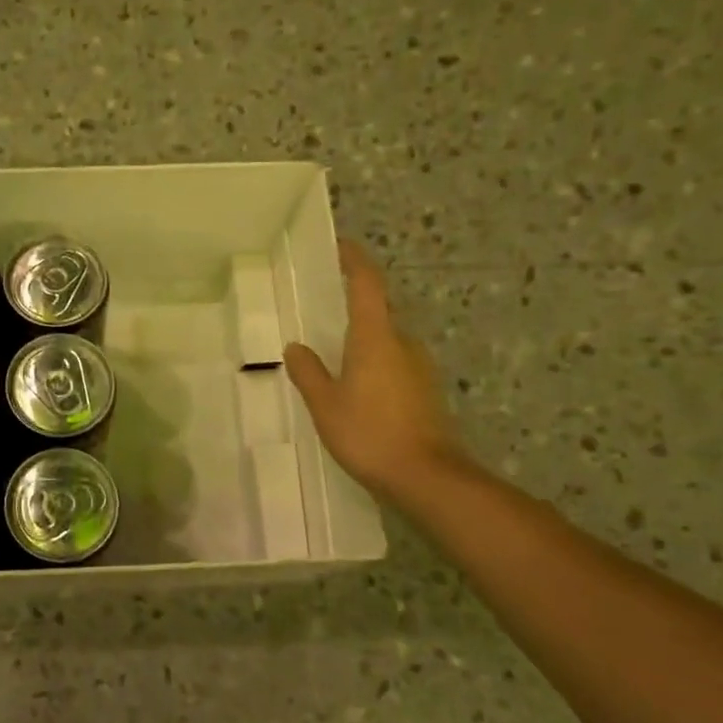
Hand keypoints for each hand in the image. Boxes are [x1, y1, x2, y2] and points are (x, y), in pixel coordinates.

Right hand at [284, 239, 466, 508]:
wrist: (425, 476)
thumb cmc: (368, 433)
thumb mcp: (325, 405)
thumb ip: (308, 373)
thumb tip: (296, 348)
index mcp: (375, 337)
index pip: (367, 285)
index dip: (354, 261)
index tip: (340, 246)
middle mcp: (403, 344)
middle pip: (378, 313)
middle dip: (354, 308)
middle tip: (323, 314)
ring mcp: (420, 368)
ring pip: (387, 342)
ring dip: (364, 342)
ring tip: (335, 358)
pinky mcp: (426, 391)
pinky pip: (395, 365)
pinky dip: (375, 365)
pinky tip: (358, 390)